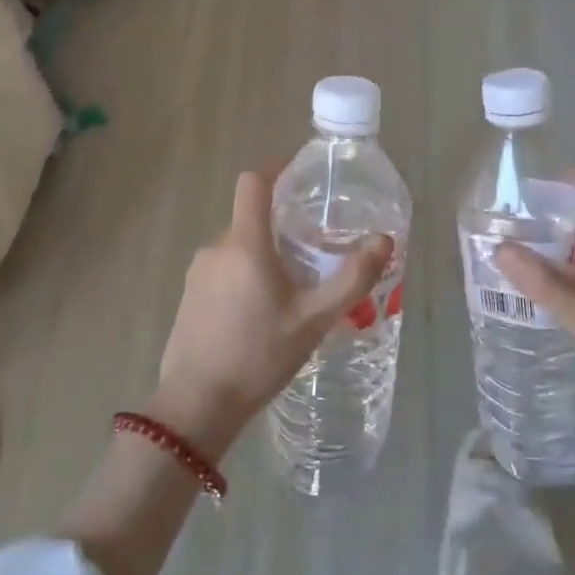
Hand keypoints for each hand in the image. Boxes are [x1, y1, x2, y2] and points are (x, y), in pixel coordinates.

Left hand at [150, 169, 391, 460]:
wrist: (197, 404)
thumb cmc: (259, 356)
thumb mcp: (314, 319)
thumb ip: (352, 278)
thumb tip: (384, 241)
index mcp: (245, 243)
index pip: (253, 182)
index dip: (276, 170)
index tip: (300, 177)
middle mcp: (217, 247)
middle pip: (252, 219)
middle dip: (282, 228)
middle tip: (313, 256)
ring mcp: (198, 272)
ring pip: (239, 248)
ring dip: (265, 257)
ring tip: (292, 293)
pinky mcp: (190, 296)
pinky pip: (224, 270)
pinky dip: (246, 277)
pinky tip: (262, 316)